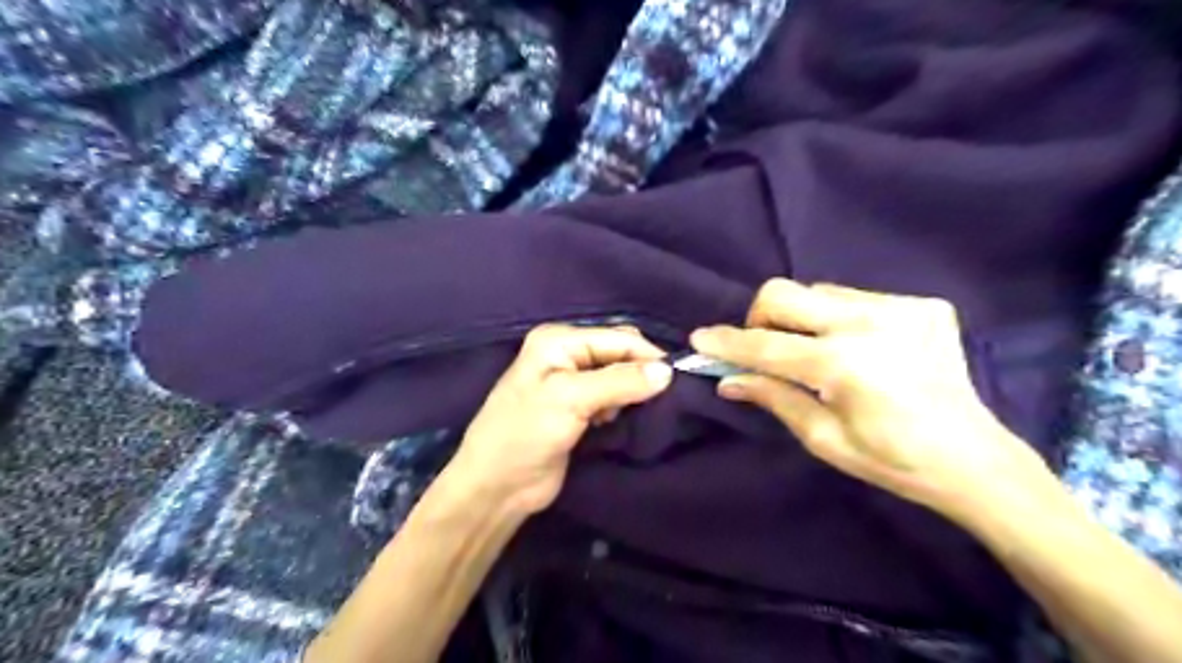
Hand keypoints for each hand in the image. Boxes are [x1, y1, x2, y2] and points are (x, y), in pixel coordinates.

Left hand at [450, 326, 674, 516]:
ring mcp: (571, 380)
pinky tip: (617, 419)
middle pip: (619, 352)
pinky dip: (622, 404)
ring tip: (635, 411)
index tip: (677, 380)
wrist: (497, 486)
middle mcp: (565, 353)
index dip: (647, 356)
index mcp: (559, 340)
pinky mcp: (577, 407)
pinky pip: (612, 396)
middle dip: (641, 371)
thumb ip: (620, 382)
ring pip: (618, 375)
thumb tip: (668, 371)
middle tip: (659, 398)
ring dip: (632, 390)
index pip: (617, 337)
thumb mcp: (571, 400)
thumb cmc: (526, 434)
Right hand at [695, 278, 1053, 522]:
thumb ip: (774, 398)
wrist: (974, 458)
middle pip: (785, 294)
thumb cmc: (892, 459)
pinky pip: (854, 298)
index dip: (727, 343)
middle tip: (765, 349)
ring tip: (815, 352)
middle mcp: (870, 324)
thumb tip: (728, 380)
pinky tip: (856, 348)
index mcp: (844, 366)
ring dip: (800, 319)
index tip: (699, 338)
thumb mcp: (823, 438)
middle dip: (760, 318)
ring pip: (818, 292)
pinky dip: (837, 319)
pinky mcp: (922, 304)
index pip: (766, 346)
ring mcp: (900, 308)